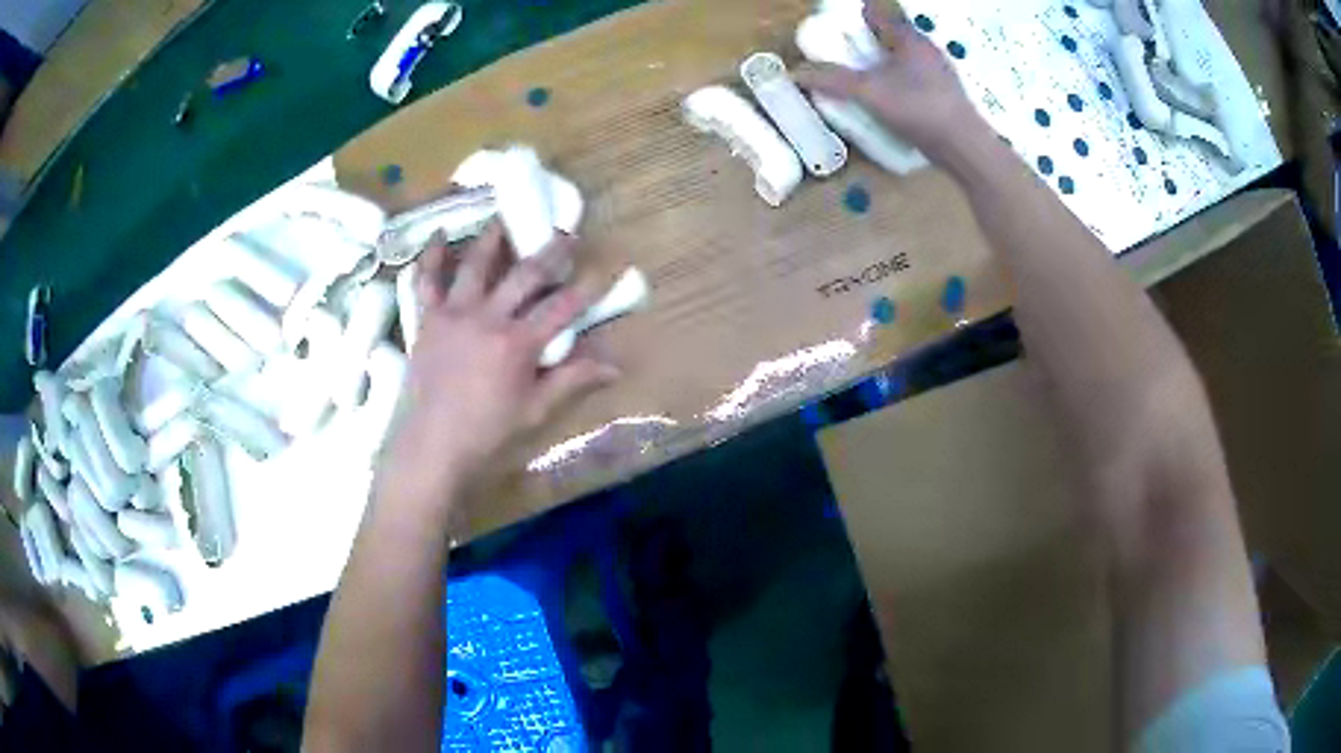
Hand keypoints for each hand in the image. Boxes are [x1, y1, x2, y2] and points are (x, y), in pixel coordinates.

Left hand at [375, 223, 618, 517]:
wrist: (429, 448)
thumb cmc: (485, 435)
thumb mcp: (534, 411)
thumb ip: (571, 380)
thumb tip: (615, 366)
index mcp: (518, 344)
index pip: (562, 308)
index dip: (587, 288)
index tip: (605, 267)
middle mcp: (488, 318)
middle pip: (525, 275)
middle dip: (549, 251)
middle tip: (564, 231)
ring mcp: (454, 314)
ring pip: (476, 266)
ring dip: (493, 239)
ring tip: (502, 217)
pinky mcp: (427, 320)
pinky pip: (427, 282)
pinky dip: (432, 257)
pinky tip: (438, 236)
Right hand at [795, 2, 987, 161]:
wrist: (964, 148)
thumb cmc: (919, 108)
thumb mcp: (869, 92)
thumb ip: (833, 79)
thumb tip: (796, 72)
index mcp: (909, 38)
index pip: (876, 14)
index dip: (855, 17)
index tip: (837, 29)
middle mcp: (926, 49)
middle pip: (890, 36)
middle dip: (867, 42)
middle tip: (844, 54)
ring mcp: (939, 73)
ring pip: (904, 59)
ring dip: (883, 64)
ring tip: (861, 78)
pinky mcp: (945, 96)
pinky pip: (915, 79)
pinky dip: (898, 83)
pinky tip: (887, 99)